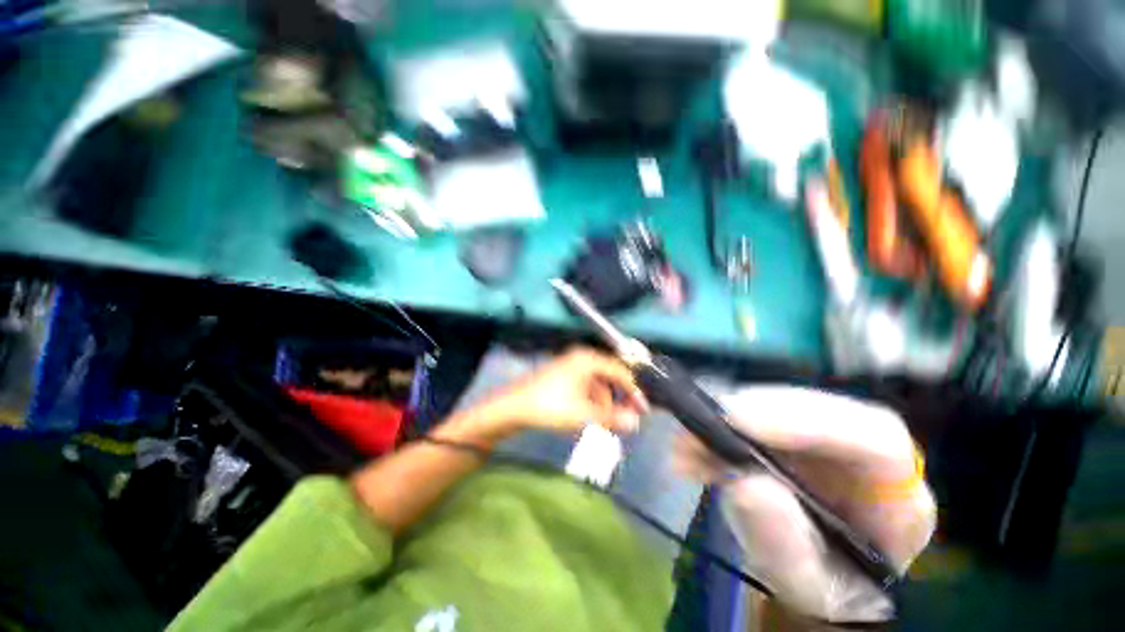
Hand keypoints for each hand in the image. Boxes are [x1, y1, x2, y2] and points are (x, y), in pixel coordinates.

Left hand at [485, 348, 648, 435]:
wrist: (514, 407)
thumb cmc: (552, 406)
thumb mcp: (584, 414)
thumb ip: (612, 417)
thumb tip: (636, 423)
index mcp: (588, 360)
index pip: (620, 372)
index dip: (634, 391)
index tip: (643, 410)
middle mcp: (581, 358)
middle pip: (609, 376)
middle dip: (619, 398)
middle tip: (627, 418)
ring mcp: (570, 366)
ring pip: (597, 383)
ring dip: (605, 402)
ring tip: (607, 422)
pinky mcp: (562, 376)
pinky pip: (585, 386)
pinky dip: (592, 401)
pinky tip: (591, 416)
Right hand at [673, 386, 934, 622]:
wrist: (819, 577)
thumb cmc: (825, 588)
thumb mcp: (806, 587)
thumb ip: (785, 546)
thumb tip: (746, 482)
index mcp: (897, 499)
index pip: (875, 438)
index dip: (805, 420)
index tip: (736, 420)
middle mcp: (866, 457)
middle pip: (816, 410)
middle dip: (748, 414)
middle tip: (694, 430)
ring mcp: (827, 439)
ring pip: (779, 406)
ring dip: (724, 421)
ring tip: (685, 446)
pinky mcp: (792, 434)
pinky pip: (754, 417)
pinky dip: (717, 430)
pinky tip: (691, 448)